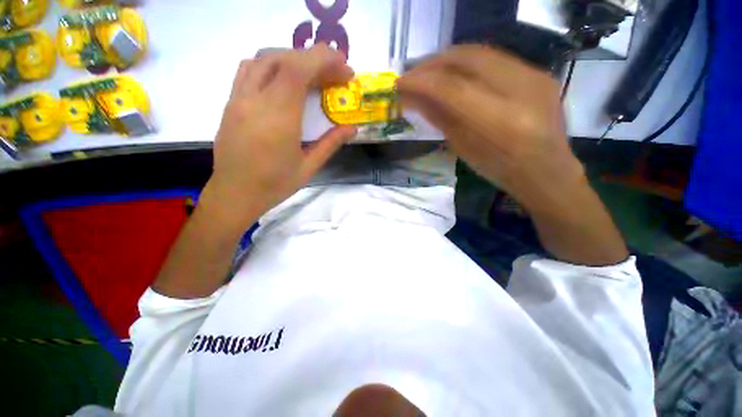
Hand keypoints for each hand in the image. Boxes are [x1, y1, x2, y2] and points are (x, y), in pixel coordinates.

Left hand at [205, 44, 356, 227]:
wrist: (235, 193)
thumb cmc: (275, 185)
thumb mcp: (309, 167)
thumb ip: (331, 144)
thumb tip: (353, 128)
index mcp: (279, 119)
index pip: (298, 69)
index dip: (323, 59)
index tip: (344, 67)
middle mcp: (255, 101)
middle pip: (283, 59)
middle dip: (315, 59)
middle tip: (335, 74)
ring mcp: (239, 99)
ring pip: (264, 59)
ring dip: (293, 58)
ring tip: (313, 74)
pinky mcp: (231, 102)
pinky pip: (249, 70)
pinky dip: (272, 65)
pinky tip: (285, 80)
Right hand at [397, 45, 582, 209]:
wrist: (545, 171)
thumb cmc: (499, 170)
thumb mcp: (463, 148)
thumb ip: (439, 118)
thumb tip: (412, 98)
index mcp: (500, 122)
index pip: (452, 89)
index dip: (421, 82)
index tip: (399, 83)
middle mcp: (521, 91)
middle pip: (468, 59)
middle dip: (433, 63)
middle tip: (412, 74)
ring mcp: (535, 77)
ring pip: (481, 52)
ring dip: (448, 59)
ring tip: (428, 72)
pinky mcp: (538, 72)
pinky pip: (494, 58)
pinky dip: (467, 63)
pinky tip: (454, 73)